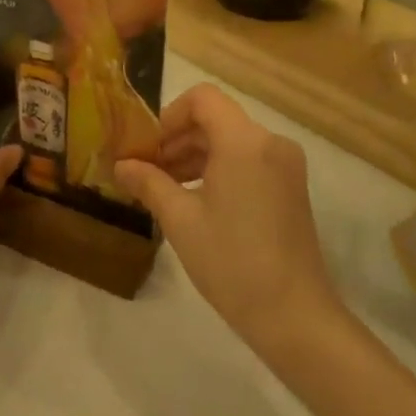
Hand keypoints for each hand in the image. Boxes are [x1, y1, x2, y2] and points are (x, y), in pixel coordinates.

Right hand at [114, 85, 343, 356]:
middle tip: (145, 170)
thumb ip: (148, 183)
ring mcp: (285, 166)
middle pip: (215, 119)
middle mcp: (270, 143)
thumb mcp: (180, 220)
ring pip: (230, 141)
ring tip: (164, 189)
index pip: (202, 99)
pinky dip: (217, 170)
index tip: (146, 148)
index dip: (168, 116)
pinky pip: (247, 161)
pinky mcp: (290, 188)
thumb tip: (121, 165)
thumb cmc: (232, 262)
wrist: (295, 317)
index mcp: (244, 142)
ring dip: (194, 156)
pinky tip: (193, 200)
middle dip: (177, 139)